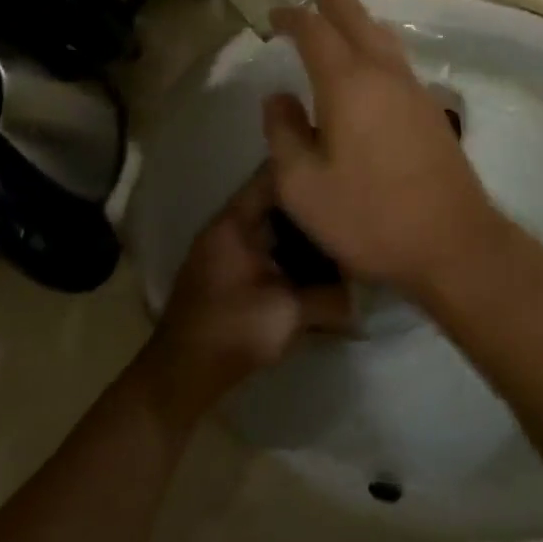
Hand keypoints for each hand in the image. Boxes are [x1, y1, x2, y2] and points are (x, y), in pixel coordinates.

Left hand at [141, 167, 350, 424]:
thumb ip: (330, 298)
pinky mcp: (227, 273)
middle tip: (346, 206)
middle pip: (273, 201)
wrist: (181, 374)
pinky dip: (286, 252)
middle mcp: (227, 227)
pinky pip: (263, 248)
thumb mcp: (289, 312)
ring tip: (337, 234)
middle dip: (309, 204)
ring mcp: (225, 250)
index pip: (271, 175)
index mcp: (235, 221)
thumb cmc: (233, 330)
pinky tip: (314, 266)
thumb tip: (361, 297)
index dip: (304, 167)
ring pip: (269, 227)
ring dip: (298, 231)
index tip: (337, 168)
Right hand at [263, 0, 503, 295]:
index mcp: (348, 84)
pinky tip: (371, 61)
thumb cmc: (370, 216)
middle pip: (355, 18)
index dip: (292, 17)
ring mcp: (413, 90)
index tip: (273, 13)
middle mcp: (384, 74)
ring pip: (382, 36)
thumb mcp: (303, 186)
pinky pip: (396, 59)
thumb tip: (278, 97)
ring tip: (340, 12)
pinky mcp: (431, 110)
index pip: (315, 32)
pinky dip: (376, 43)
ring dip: (357, 17)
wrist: (453, 243)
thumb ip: (283, 135)